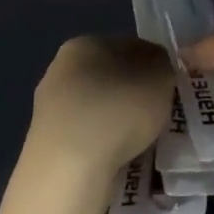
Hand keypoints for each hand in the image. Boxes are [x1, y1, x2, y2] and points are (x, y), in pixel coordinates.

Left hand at [27, 35, 171, 183]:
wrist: (68, 170)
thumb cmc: (119, 109)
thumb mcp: (160, 75)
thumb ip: (163, 65)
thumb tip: (155, 68)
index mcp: (85, 43)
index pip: (129, 46)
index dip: (154, 65)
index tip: (168, 88)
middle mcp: (60, 69)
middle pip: (110, 78)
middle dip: (133, 95)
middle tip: (157, 116)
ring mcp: (48, 108)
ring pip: (97, 109)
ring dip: (117, 122)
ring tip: (140, 144)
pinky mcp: (45, 144)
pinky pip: (86, 138)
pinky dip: (102, 146)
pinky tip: (117, 161)